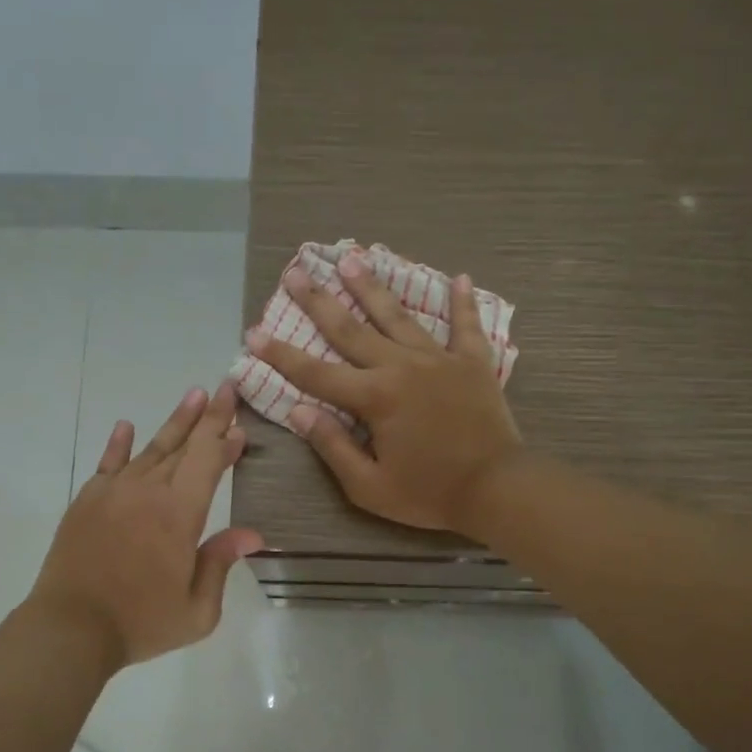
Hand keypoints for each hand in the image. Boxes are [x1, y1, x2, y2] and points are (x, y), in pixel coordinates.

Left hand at [31, 381, 261, 668]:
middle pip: (184, 446)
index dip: (225, 438)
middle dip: (208, 417)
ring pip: (150, 449)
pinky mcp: (87, 501)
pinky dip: (118, 444)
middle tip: (224, 387)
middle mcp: (148, 492)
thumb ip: (221, 564)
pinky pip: (108, 463)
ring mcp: (114, 492)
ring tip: (192, 396)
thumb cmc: (140, 623)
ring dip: (175, 422)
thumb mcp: (197, 610)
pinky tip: (126, 426)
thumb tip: (252, 534)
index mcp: (180, 514)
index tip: (240, 422)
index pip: (208, 462)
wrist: (70, 628)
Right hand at [244, 252, 522, 533]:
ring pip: (398, 316)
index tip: (254, 333)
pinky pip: (465, 326)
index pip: (316, 373)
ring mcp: (439, 359)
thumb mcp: (369, 486)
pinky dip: (461, 303)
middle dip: (319, 301)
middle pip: (351, 329)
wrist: (497, 488)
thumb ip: (332, 446)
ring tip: (352, 258)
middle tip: (296, 272)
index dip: (281, 355)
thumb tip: (299, 411)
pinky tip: (458, 277)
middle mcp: (401, 367)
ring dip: (372, 287)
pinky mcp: (472, 362)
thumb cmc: (429, 493)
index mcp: (374, 398)